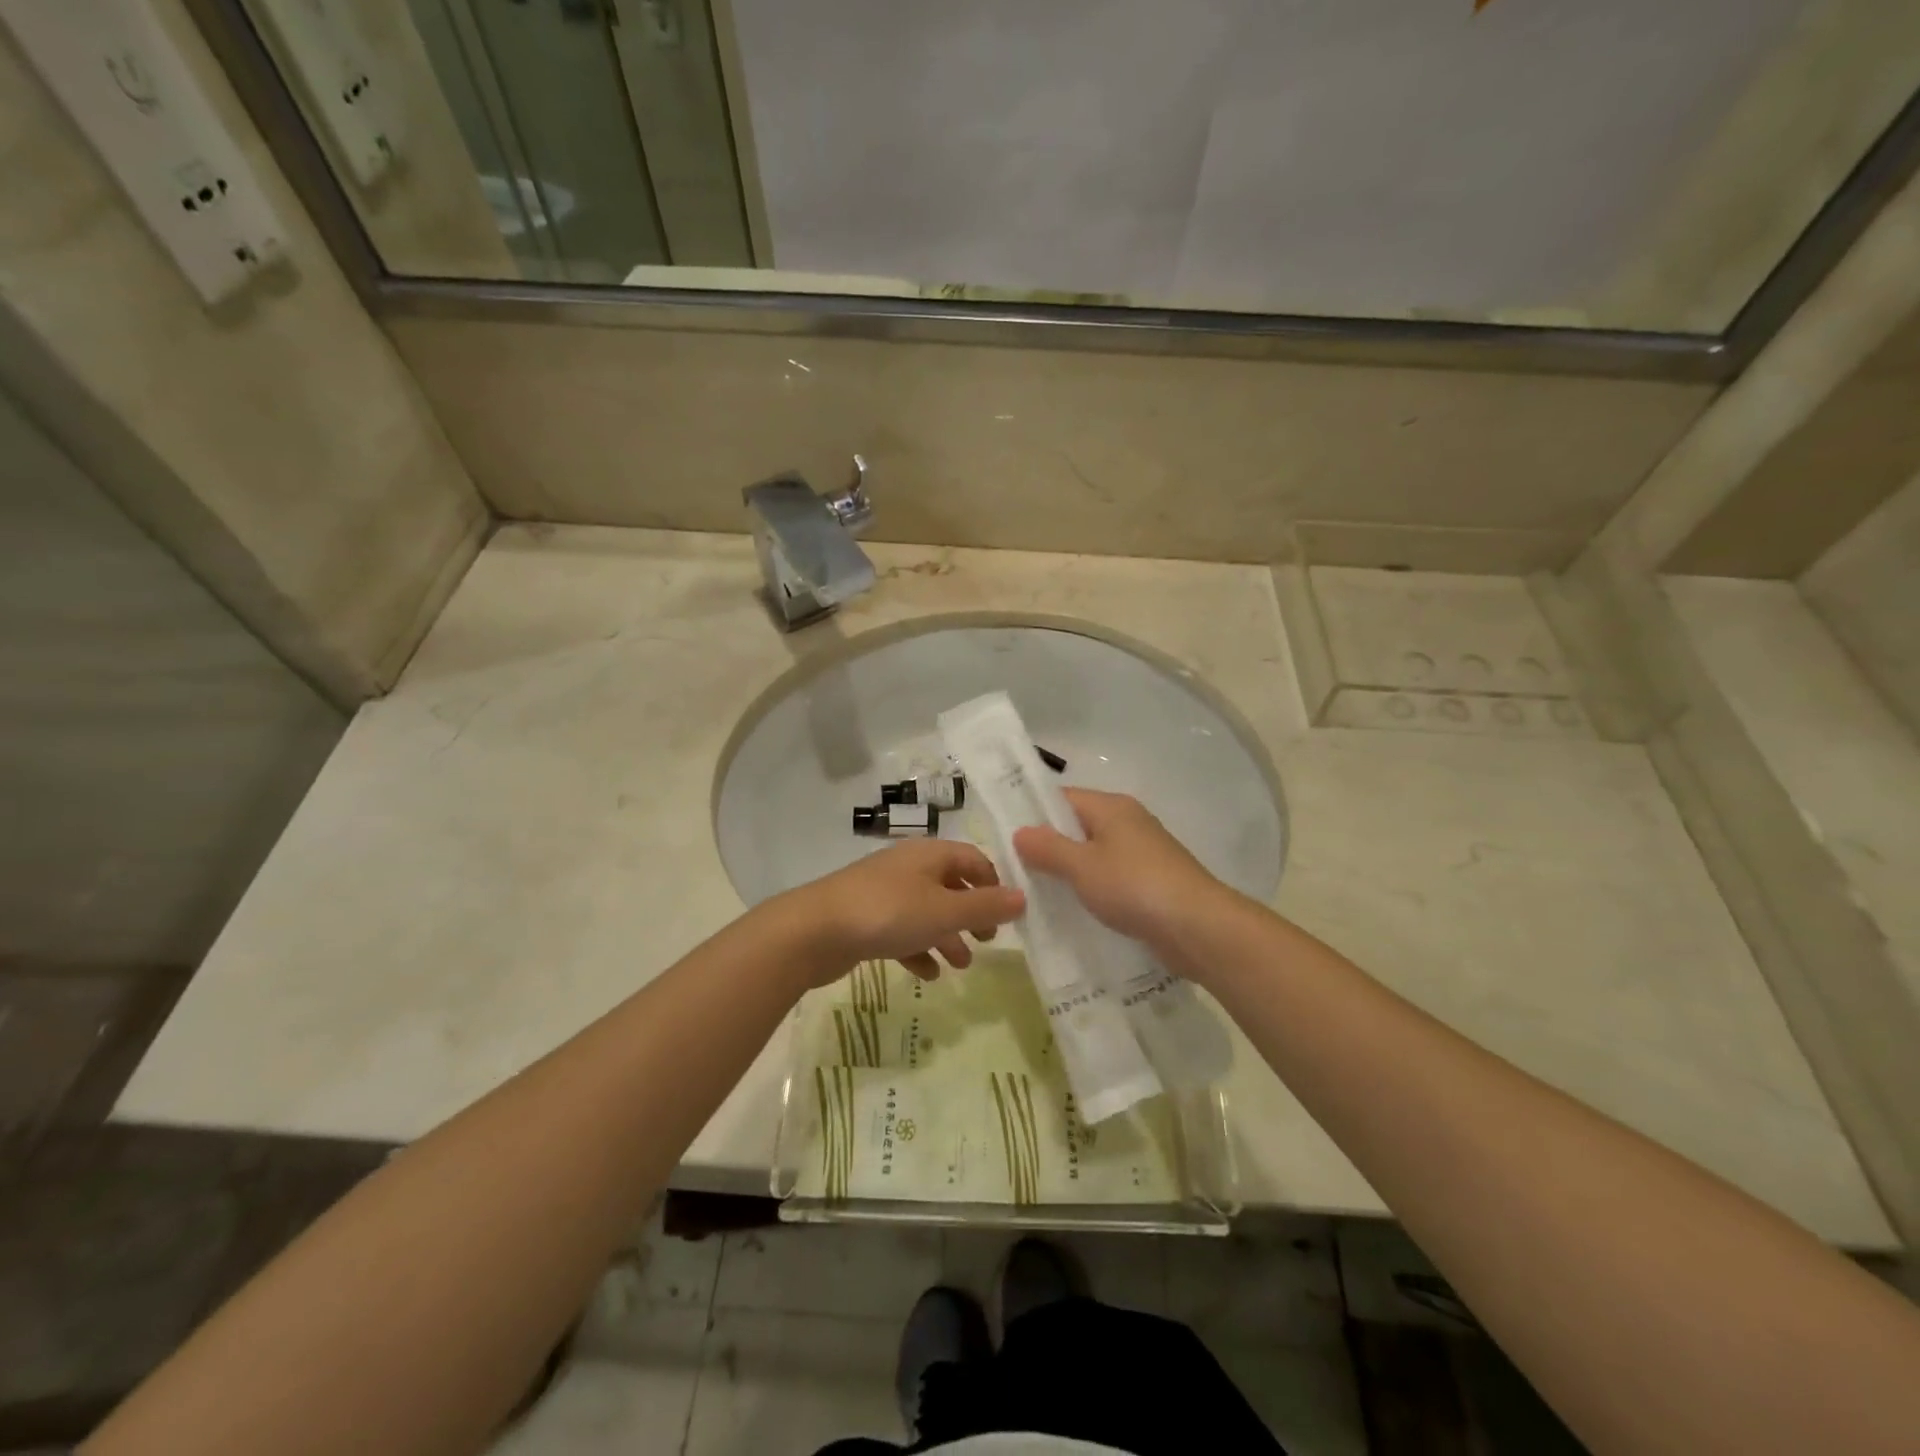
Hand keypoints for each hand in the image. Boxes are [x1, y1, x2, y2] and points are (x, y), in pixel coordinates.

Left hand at [779, 840, 1024, 986]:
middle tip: (987, 941)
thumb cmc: (888, 913)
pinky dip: (917, 949)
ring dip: (947, 936)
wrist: (814, 930)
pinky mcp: (866, 918)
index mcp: (930, 854)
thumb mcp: (944, 911)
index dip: (993, 884)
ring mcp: (884, 892)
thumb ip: (985, 906)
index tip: (1007, 916)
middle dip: (971, 914)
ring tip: (961, 966)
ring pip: (926, 911)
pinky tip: (926, 974)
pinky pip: (901, 931)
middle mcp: (908, 867)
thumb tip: (1023, 897)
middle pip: (950, 885)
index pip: (973, 859)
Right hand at [1013, 789, 1232, 957]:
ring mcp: (1142, 852)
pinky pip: (1111, 878)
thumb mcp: (1082, 866)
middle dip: (1048, 847)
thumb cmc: (1134, 886)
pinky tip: (1075, 910)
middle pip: (1077, 827)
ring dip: (1070, 872)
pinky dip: (1092, 889)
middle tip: (1016, 872)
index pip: (1062, 798)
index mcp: (1111, 807)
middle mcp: (1128, 822)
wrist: (1198, 927)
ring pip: (1094, 855)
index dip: (1032, 814)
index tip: (1005, 838)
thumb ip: (1048, 848)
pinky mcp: (1151, 882)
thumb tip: (1020, 831)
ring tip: (1038, 895)